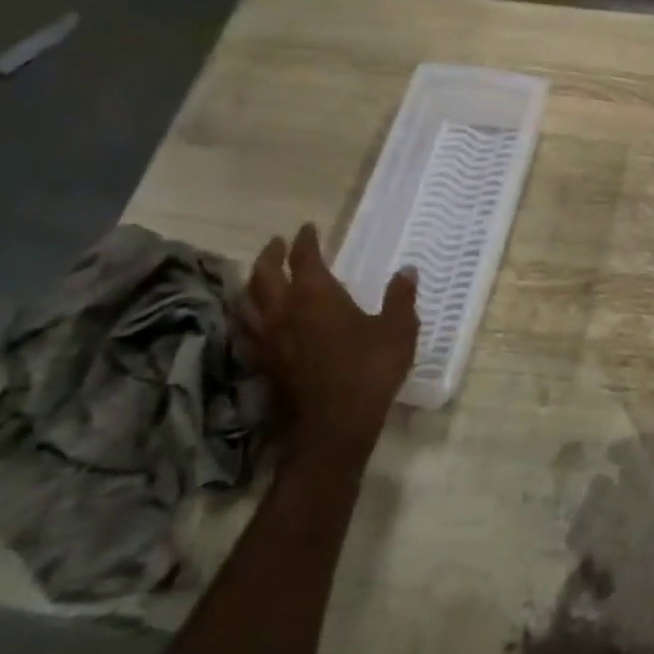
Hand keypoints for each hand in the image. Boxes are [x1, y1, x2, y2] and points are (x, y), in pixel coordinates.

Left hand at [239, 224, 417, 466]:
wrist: (334, 425)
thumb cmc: (369, 370)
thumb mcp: (398, 330)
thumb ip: (400, 298)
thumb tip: (407, 270)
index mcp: (316, 295)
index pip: (304, 258)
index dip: (305, 241)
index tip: (308, 228)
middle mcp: (284, 311)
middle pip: (264, 274)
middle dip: (270, 255)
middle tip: (277, 243)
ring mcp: (268, 339)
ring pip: (247, 301)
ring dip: (251, 283)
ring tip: (258, 277)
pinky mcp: (262, 364)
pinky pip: (246, 331)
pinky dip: (247, 317)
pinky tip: (254, 321)